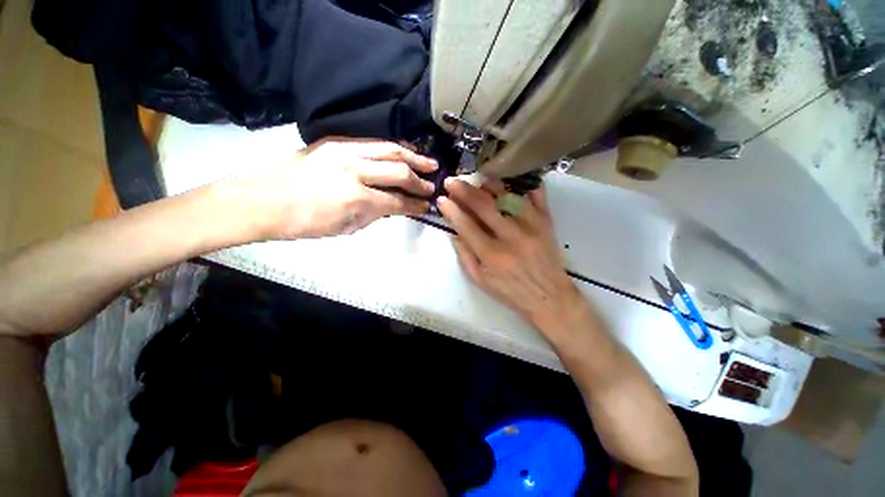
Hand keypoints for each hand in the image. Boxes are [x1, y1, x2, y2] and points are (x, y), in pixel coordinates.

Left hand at [253, 138, 437, 238]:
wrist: (261, 199)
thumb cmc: (303, 223)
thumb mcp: (345, 228)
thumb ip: (374, 215)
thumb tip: (394, 207)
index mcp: (356, 200)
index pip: (397, 202)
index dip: (415, 205)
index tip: (427, 205)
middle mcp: (354, 172)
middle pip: (398, 172)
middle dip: (419, 180)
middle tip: (433, 183)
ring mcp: (344, 152)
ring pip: (389, 149)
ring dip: (412, 157)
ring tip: (428, 162)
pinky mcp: (335, 142)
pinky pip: (372, 143)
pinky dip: (392, 147)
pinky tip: (403, 151)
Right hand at [437, 177, 583, 329]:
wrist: (549, 296)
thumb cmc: (510, 291)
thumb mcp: (480, 280)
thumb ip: (464, 255)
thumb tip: (454, 231)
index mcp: (491, 255)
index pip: (466, 225)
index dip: (451, 210)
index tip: (441, 199)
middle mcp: (511, 236)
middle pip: (483, 205)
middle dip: (463, 190)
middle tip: (451, 181)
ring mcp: (531, 225)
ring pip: (506, 194)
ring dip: (488, 184)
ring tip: (476, 179)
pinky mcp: (546, 220)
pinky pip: (535, 193)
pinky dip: (521, 183)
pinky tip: (508, 180)